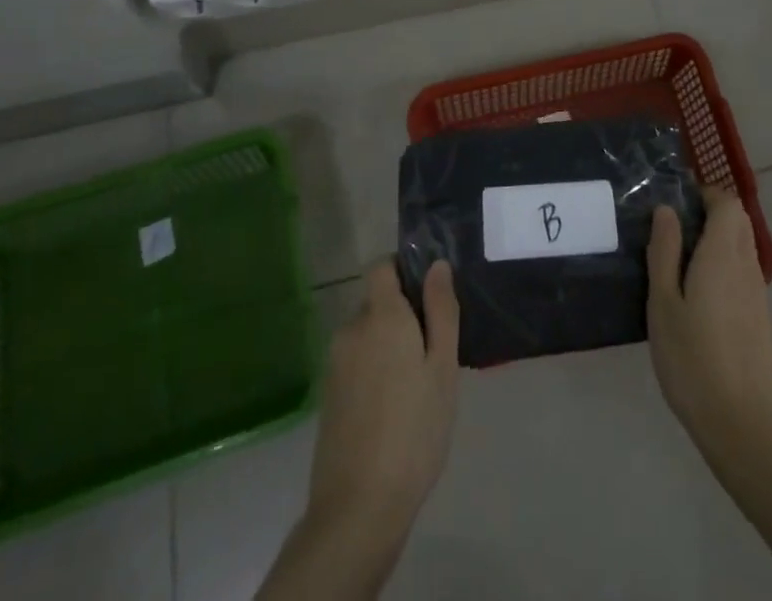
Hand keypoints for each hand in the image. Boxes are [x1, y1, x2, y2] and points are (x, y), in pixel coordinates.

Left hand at [305, 258, 459, 541]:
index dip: (404, 268)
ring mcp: (335, 363)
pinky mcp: (328, 394)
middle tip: (434, 351)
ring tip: (417, 385)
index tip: (430, 294)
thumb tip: (437, 264)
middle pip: (378, 302)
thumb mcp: (442, 368)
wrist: (358, 507)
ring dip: (389, 345)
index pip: (382, 266)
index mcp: (381, 316)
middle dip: (403, 315)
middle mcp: (352, 329)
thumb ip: (441, 310)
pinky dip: (375, 370)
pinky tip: (394, 407)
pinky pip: (357, 362)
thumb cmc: (414, 430)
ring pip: (368, 334)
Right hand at [647, 190, 771, 458]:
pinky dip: (723, 268)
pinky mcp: (760, 320)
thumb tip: (666, 210)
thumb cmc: (694, 361)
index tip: (674, 204)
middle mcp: (746, 267)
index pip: (727, 203)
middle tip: (672, 231)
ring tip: (678, 264)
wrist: (746, 429)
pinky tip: (697, 298)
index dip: (704, 194)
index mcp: (723, 255)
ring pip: (741, 248)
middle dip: (709, 214)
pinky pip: (742, 275)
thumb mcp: (664, 304)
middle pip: (737, 222)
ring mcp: (758, 295)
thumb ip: (664, 252)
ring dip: (716, 242)